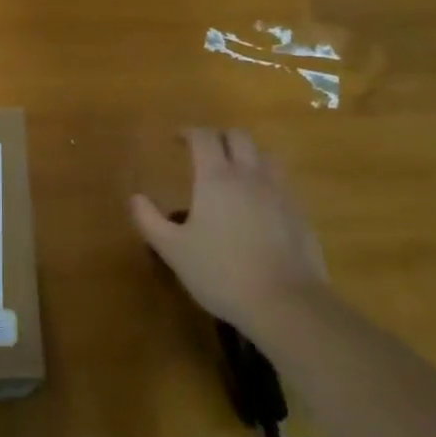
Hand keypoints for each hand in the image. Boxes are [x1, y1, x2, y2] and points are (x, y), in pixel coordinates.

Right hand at [129, 128, 327, 330]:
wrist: (287, 304)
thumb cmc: (222, 272)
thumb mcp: (174, 250)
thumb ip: (150, 220)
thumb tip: (134, 198)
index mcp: (216, 178)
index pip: (204, 137)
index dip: (189, 132)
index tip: (176, 139)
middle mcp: (250, 175)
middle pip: (239, 137)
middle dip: (220, 137)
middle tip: (205, 152)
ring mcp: (280, 193)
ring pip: (266, 156)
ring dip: (249, 155)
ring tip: (236, 173)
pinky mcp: (300, 214)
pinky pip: (283, 183)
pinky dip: (267, 182)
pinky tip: (260, 205)